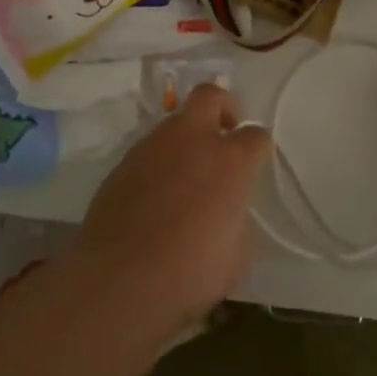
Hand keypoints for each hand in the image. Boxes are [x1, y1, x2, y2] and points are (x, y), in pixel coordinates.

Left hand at [66, 84, 270, 337]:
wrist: (118, 281)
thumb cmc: (189, 273)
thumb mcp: (236, 256)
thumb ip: (237, 222)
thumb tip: (229, 215)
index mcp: (230, 161)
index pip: (256, 135)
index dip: (258, 148)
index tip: (255, 163)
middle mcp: (193, 140)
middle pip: (210, 95)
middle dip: (222, 106)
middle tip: (224, 132)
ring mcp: (153, 147)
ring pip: (175, 121)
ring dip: (187, 137)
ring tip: (187, 174)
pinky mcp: (123, 163)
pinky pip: (149, 150)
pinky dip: (160, 162)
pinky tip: (157, 195)